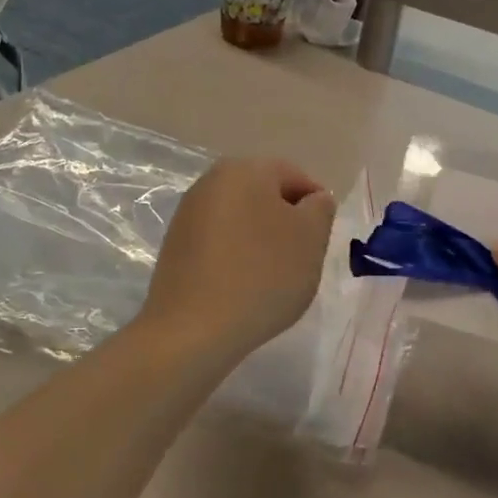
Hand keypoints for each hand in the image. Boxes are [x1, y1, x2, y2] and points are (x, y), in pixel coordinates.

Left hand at [142, 158, 336, 361]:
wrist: (193, 328)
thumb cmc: (262, 276)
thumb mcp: (310, 239)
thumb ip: (320, 209)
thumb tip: (312, 200)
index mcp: (245, 169)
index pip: (296, 177)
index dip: (317, 208)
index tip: (321, 242)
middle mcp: (211, 181)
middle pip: (265, 195)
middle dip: (287, 223)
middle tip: (302, 260)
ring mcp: (188, 213)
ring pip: (242, 219)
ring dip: (261, 241)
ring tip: (273, 278)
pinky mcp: (175, 245)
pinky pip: (219, 242)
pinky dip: (236, 257)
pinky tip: (243, 286)